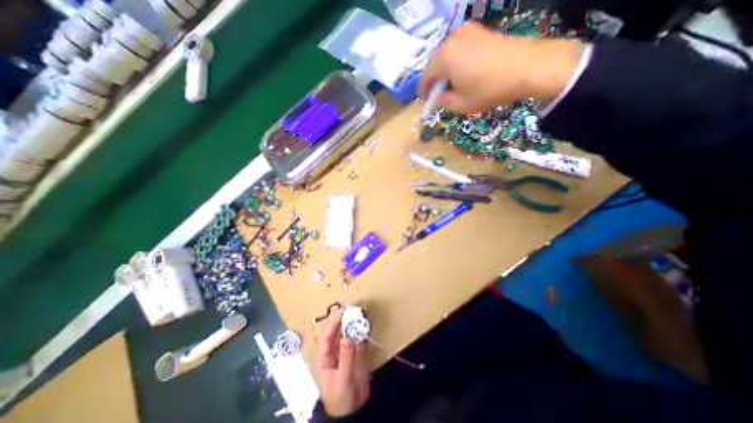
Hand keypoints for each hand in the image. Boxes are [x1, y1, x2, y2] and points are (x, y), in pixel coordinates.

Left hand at [315, 307, 368, 416]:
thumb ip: (346, 358)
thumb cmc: (340, 397)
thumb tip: (347, 337)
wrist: (354, 411)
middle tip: (352, 309)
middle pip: (338, 332)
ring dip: (354, 325)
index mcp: (325, 357)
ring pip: (349, 334)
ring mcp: (346, 351)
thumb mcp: (342, 378)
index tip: (341, 312)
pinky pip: (358, 341)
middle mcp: (335, 351)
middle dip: (344, 321)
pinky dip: (362, 333)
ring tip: (360, 314)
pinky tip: (366, 325)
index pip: (327, 337)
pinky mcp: (356, 354)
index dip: (333, 324)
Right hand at [421, 20, 583, 113]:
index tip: (427, 102)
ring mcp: (466, 31)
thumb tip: (435, 99)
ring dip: (446, 71)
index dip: (424, 92)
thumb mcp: (461, 104)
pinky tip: (465, 72)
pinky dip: (457, 61)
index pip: (425, 77)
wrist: (527, 67)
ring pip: (447, 55)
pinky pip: (459, 48)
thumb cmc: (489, 89)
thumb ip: (442, 101)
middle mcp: (451, 40)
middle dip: (435, 81)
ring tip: (454, 85)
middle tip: (440, 95)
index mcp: (443, 58)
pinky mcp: (479, 30)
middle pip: (435, 64)